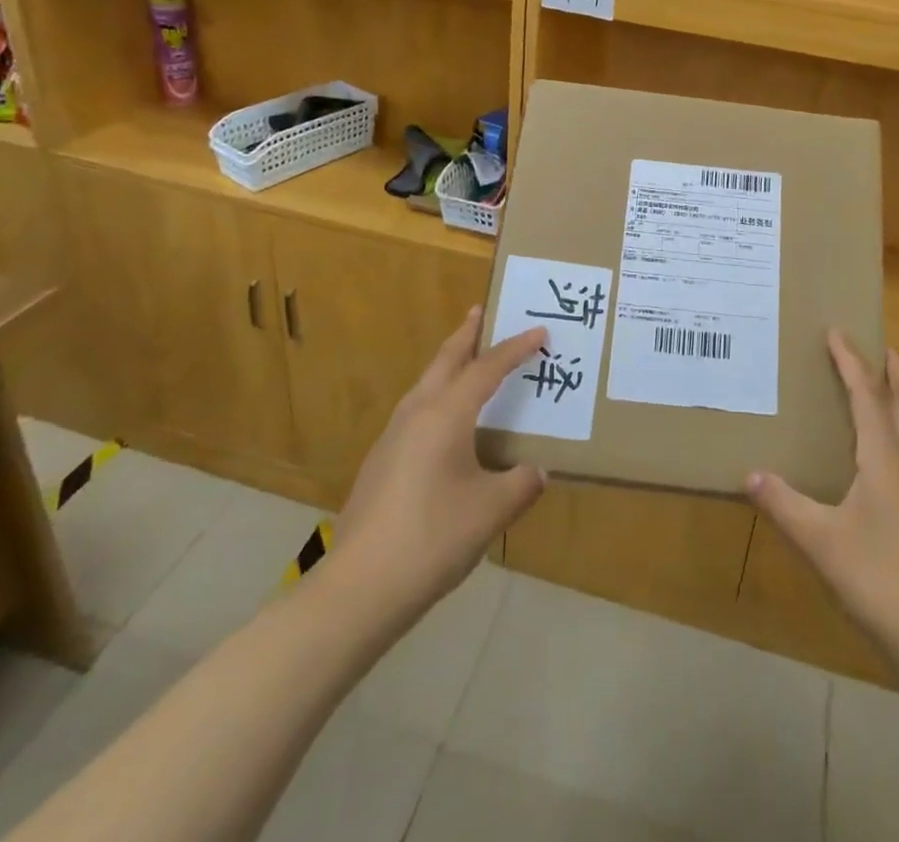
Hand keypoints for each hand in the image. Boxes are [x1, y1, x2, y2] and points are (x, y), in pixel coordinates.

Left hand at [333, 308, 547, 616]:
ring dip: (449, 364)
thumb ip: (521, 484)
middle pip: (445, 360)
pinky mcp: (381, 462)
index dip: (516, 348)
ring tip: (468, 359)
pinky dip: (438, 396)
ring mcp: (393, 437)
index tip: (540, 332)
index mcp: (446, 414)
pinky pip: (417, 410)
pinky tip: (446, 424)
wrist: (359, 588)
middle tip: (482, 311)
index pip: (488, 368)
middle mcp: (417, 413)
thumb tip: (537, 471)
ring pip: (426, 384)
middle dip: (466, 334)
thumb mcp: (491, 510)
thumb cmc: (433, 538)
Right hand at [746, 333, 898, 670]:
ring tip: (874, 388)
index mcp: (886, 457)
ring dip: (898, 399)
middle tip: (877, 347)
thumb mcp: (820, 540)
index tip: (836, 331)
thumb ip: (783, 503)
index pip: (867, 394)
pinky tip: (872, 453)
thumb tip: (749, 473)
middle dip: (895, 371)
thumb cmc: (880, 578)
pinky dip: (894, 431)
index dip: (850, 361)